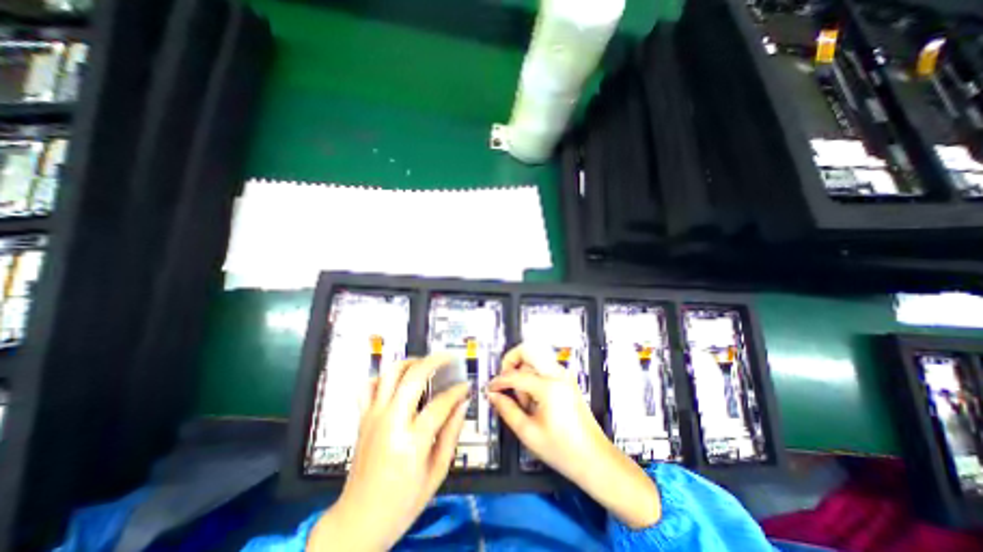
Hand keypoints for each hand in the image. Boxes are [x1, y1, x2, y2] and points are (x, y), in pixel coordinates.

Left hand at [309, 355, 471, 550]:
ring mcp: (373, 417)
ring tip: (425, 363)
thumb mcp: (437, 473)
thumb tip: (462, 405)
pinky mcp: (363, 418)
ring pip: (391, 373)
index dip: (457, 391)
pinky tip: (398, 380)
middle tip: (449, 359)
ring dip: (411, 362)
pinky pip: (369, 386)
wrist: (358, 520)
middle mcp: (391, 422)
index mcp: (412, 442)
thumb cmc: (401, 502)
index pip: (440, 403)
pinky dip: (384, 377)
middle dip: (435, 361)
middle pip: (413, 376)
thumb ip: (451, 434)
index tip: (465, 386)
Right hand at [489, 345, 662, 529]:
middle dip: (511, 362)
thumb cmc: (564, 450)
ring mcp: (564, 375)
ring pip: (534, 358)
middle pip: (528, 350)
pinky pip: (543, 367)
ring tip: (524, 400)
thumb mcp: (529, 433)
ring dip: (523, 372)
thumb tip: (493, 396)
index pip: (515, 374)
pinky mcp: (566, 380)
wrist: (594, 458)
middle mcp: (558, 375)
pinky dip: (532, 376)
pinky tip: (533, 399)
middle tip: (505, 382)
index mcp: (549, 387)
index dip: (499, 381)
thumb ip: (507, 410)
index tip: (490, 389)